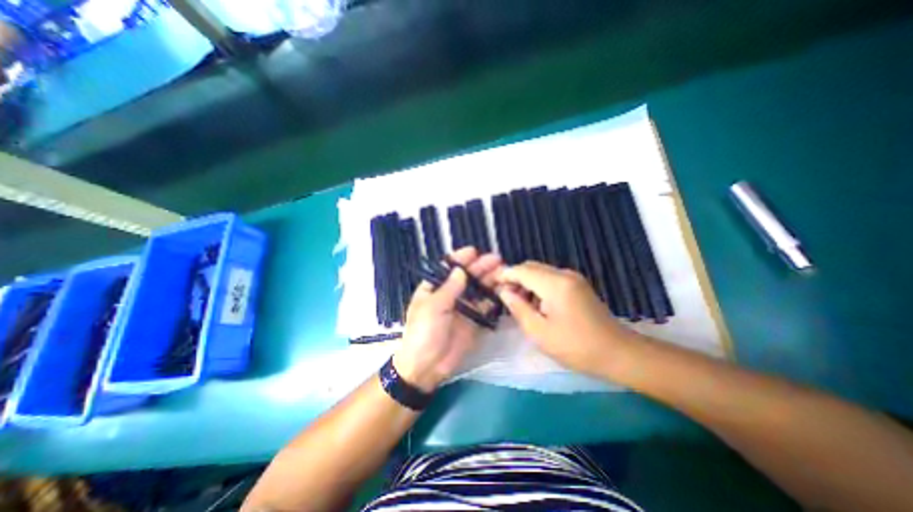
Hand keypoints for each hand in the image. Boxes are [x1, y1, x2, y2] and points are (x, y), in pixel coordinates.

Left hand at [393, 249, 498, 391]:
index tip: (474, 251)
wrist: (427, 367)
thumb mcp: (433, 308)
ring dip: (490, 280)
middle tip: (496, 259)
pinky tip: (503, 290)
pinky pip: (485, 306)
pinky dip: (494, 298)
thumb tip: (460, 270)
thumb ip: (449, 289)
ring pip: (478, 289)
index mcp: (434, 288)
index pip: (448, 268)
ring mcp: (463, 307)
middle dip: (480, 267)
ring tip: (503, 271)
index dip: (460, 259)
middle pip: (467, 277)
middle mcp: (450, 295)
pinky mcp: (474, 321)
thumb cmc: (423, 333)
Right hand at [496, 262, 635, 377]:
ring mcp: (573, 278)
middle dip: (514, 278)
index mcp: (554, 284)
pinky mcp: (577, 284)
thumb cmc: (576, 346)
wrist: (618, 353)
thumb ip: (518, 308)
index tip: (490, 284)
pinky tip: (536, 304)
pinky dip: (538, 286)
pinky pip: (550, 278)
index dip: (504, 275)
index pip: (521, 270)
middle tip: (504, 297)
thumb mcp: (539, 332)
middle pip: (531, 267)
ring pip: (540, 272)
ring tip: (519, 304)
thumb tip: (504, 292)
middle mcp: (564, 274)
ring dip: (526, 282)